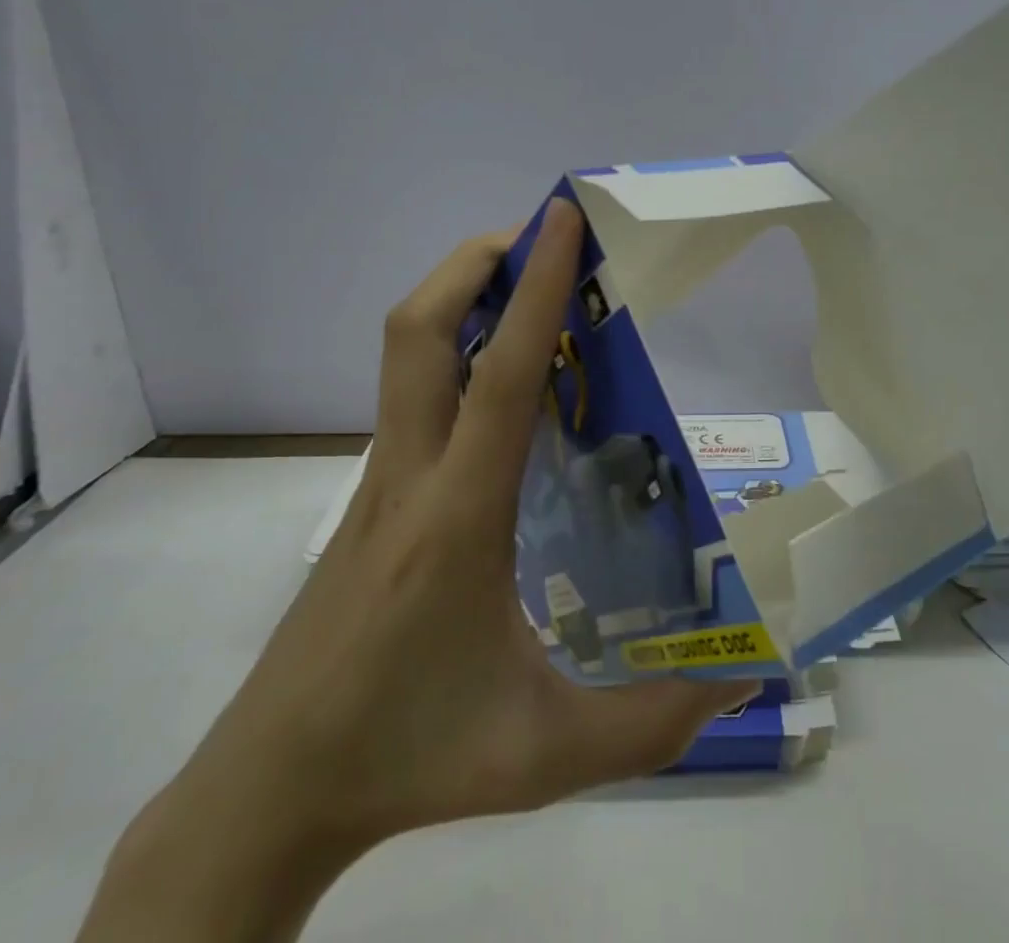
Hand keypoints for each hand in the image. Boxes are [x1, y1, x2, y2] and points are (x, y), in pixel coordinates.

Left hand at [81, 200, 751, 940]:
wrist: (269, 789)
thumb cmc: (407, 756)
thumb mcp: (539, 754)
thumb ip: (648, 726)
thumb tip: (739, 688)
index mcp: (457, 516)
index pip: (500, 376)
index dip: (536, 288)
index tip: (561, 218)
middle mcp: (411, 474)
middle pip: (420, 330)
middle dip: (476, 262)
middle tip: (541, 238)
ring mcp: (381, 479)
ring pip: (406, 353)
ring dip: (462, 296)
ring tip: (531, 289)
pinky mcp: (371, 494)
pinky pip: (413, 392)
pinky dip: (457, 349)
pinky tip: (507, 382)